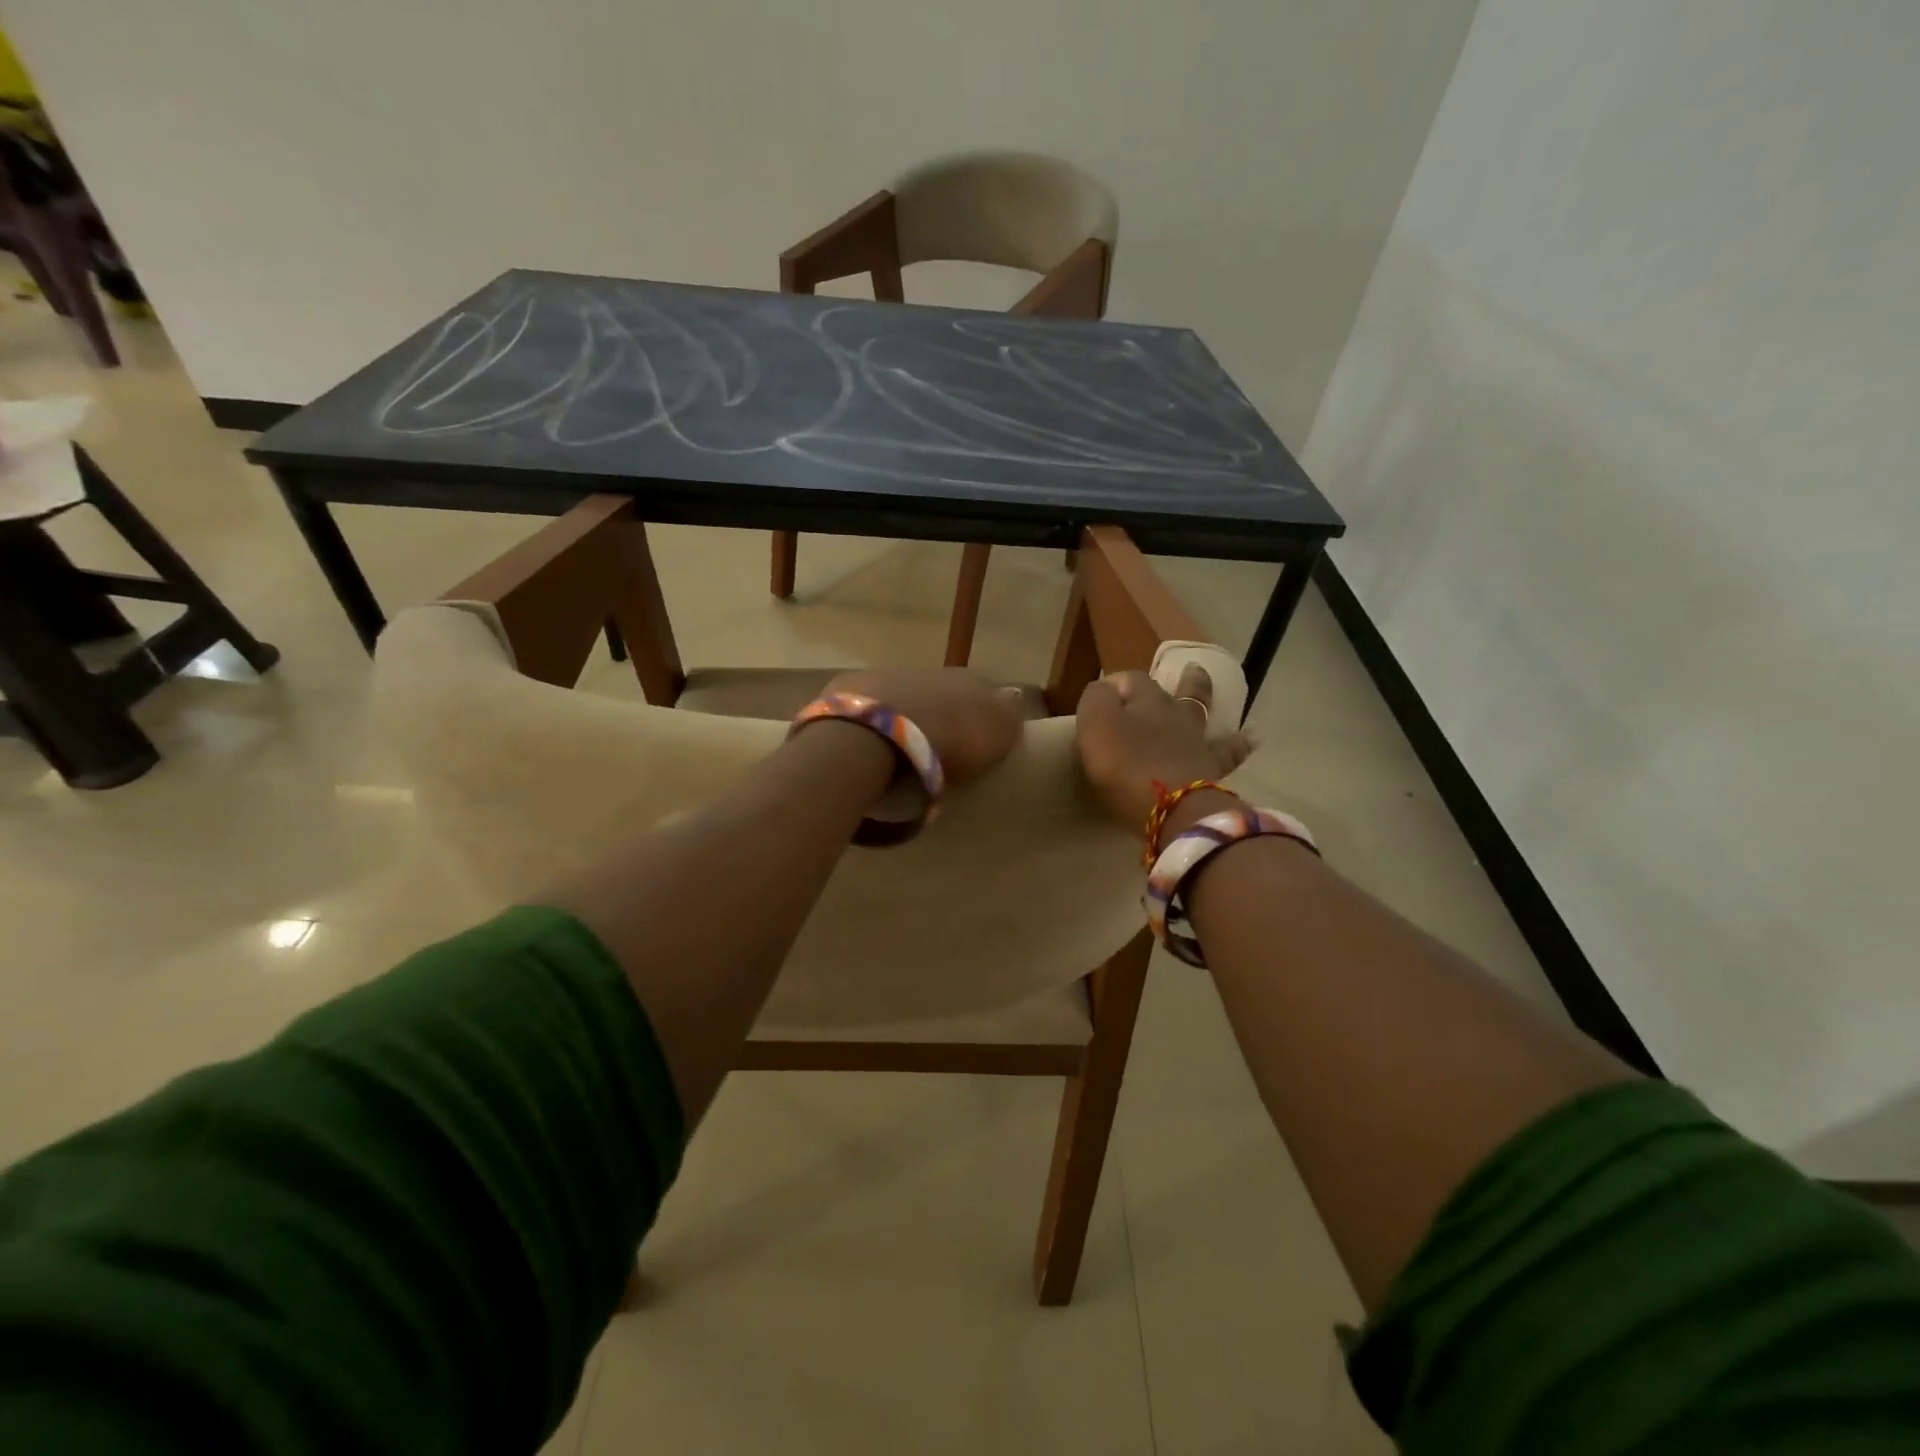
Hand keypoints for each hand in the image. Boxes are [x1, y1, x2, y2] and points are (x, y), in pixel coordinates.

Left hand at [825, 668, 1025, 788]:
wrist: (875, 732)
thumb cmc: (946, 739)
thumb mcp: (997, 733)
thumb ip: (1009, 716)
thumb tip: (1014, 699)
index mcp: (969, 679)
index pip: (985, 693)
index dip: (984, 716)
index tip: (979, 743)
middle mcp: (929, 671)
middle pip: (943, 694)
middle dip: (943, 715)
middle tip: (941, 750)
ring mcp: (886, 676)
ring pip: (905, 697)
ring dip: (906, 717)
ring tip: (902, 752)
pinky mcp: (849, 691)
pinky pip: (869, 709)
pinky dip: (872, 723)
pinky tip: (870, 746)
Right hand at [1075, 664, 1254, 835]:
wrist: (1170, 804)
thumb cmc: (1123, 764)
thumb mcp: (1095, 724)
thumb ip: (1096, 699)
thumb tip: (1105, 687)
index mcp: (1144, 701)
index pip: (1131, 679)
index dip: (1117, 683)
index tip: (1102, 695)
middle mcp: (1174, 714)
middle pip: (1175, 691)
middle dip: (1177, 679)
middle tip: (1186, 669)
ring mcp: (1196, 742)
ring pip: (1203, 713)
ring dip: (1205, 697)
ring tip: (1211, 686)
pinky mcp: (1211, 771)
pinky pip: (1229, 753)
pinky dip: (1239, 744)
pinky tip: (1252, 738)